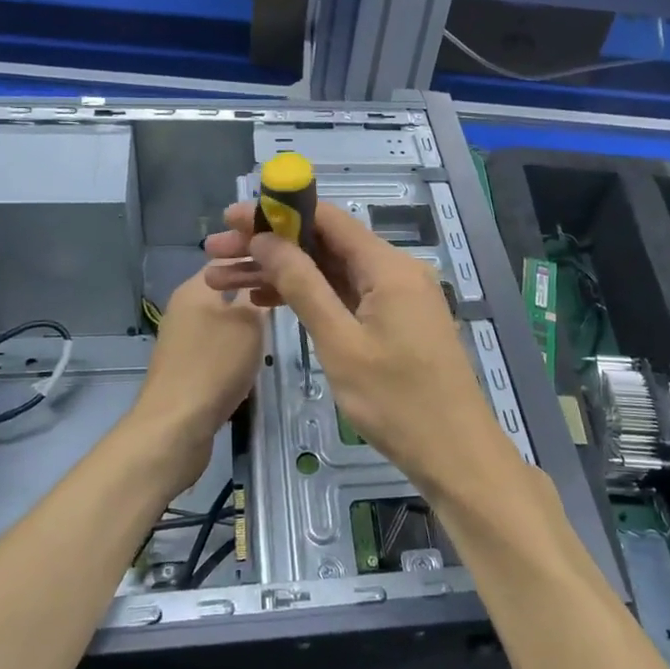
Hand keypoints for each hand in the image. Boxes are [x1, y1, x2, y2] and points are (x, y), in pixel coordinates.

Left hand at [132, 273, 263, 492]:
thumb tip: (260, 277)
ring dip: (244, 326)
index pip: (227, 261)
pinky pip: (214, 348)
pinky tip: (250, 363)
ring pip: (220, 321)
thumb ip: (257, 297)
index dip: (255, 261)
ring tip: (274, 332)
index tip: (285, 268)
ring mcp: (181, 340)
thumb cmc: (215, 365)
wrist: (176, 425)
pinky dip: (232, 351)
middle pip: (223, 292)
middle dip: (253, 297)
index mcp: (194, 289)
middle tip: (286, 302)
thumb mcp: (248, 324)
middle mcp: (183, 309)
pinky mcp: (183, 367)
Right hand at [202, 201, 517, 500]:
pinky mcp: (392, 321)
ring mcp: (395, 297)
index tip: (232, 218)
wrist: (455, 454)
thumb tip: (266, 238)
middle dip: (268, 247)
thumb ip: (303, 286)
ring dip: (280, 274)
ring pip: (328, 272)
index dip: (277, 213)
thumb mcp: (340, 343)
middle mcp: (394, 271)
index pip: (327, 219)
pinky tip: (264, 302)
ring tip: (222, 279)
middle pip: (323, 244)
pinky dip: (307, 297)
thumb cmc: (397, 401)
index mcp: (388, 266)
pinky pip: (343, 296)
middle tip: (215, 252)